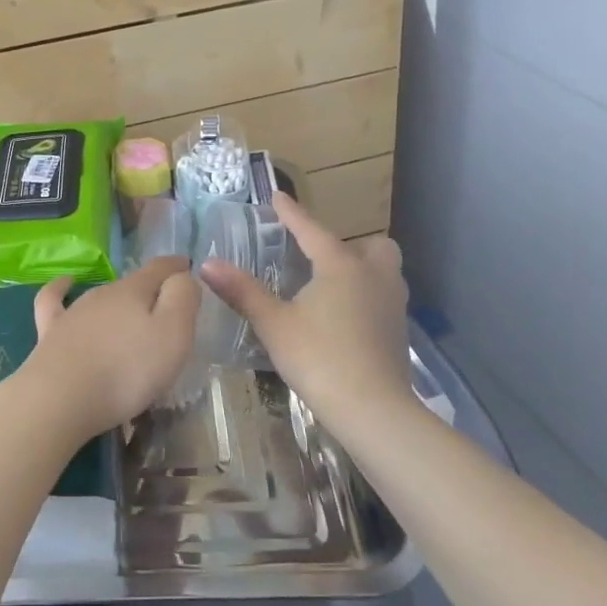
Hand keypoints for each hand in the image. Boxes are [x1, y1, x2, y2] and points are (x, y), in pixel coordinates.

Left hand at [9, 257, 199, 442]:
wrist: (60, 398)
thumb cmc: (127, 370)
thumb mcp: (173, 334)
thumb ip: (182, 298)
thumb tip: (182, 276)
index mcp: (134, 291)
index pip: (160, 268)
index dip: (177, 266)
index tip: (187, 266)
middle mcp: (103, 294)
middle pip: (132, 285)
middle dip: (151, 291)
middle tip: (167, 310)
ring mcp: (73, 312)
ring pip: (102, 297)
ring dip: (118, 301)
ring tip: (131, 314)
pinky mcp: (50, 332)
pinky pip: (54, 300)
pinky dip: (61, 288)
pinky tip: (65, 283)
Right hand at [200, 196, 411, 445]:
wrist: (372, 409)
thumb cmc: (319, 358)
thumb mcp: (274, 323)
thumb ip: (242, 291)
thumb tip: (207, 264)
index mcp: (341, 266)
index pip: (312, 231)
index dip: (292, 213)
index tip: (278, 196)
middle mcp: (374, 276)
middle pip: (371, 246)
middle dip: (348, 245)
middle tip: (319, 259)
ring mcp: (393, 304)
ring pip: (385, 271)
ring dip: (363, 269)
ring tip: (332, 286)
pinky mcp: (399, 331)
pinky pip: (385, 297)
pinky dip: (367, 296)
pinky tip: (345, 317)